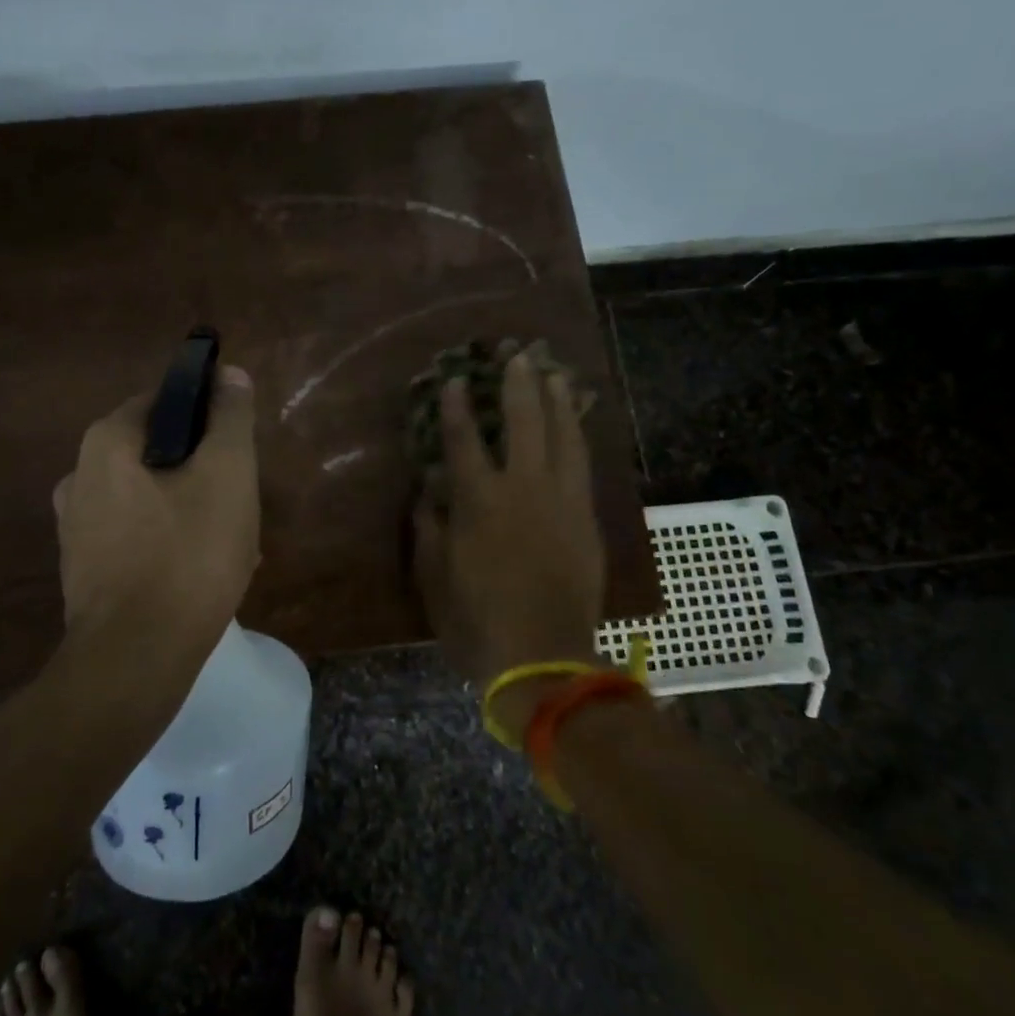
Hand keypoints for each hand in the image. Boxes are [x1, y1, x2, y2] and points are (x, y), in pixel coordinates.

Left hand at [54, 366, 260, 653]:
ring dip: (192, 509)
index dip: (208, 416)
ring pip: (151, 497)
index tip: (237, 449)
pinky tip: (201, 573)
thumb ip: (229, 418)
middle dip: (203, 471)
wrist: (134, 659)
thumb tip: (229, 374)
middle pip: (158, 452)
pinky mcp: (83, 568)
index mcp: (106, 442)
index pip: (164, 400)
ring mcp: (76, 526)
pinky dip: (169, 541)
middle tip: (240, 501)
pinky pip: (136, 535)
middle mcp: (78, 475)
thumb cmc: (187, 555)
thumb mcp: (227, 475)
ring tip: (231, 543)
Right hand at [412, 353, 606, 709]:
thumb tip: (428, 492)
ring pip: (563, 437)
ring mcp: (561, 502)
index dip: (458, 405)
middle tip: (518, 355)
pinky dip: (578, 437)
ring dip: (558, 402)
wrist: (544, 660)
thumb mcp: (434, 578)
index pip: (464, 439)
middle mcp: (522, 489)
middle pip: (523, 423)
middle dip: (519, 386)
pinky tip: (576, 424)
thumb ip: (429, 529)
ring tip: (556, 373)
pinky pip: (583, 466)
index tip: (456, 379)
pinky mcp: (586, 519)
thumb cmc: (477, 621)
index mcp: (478, 502)